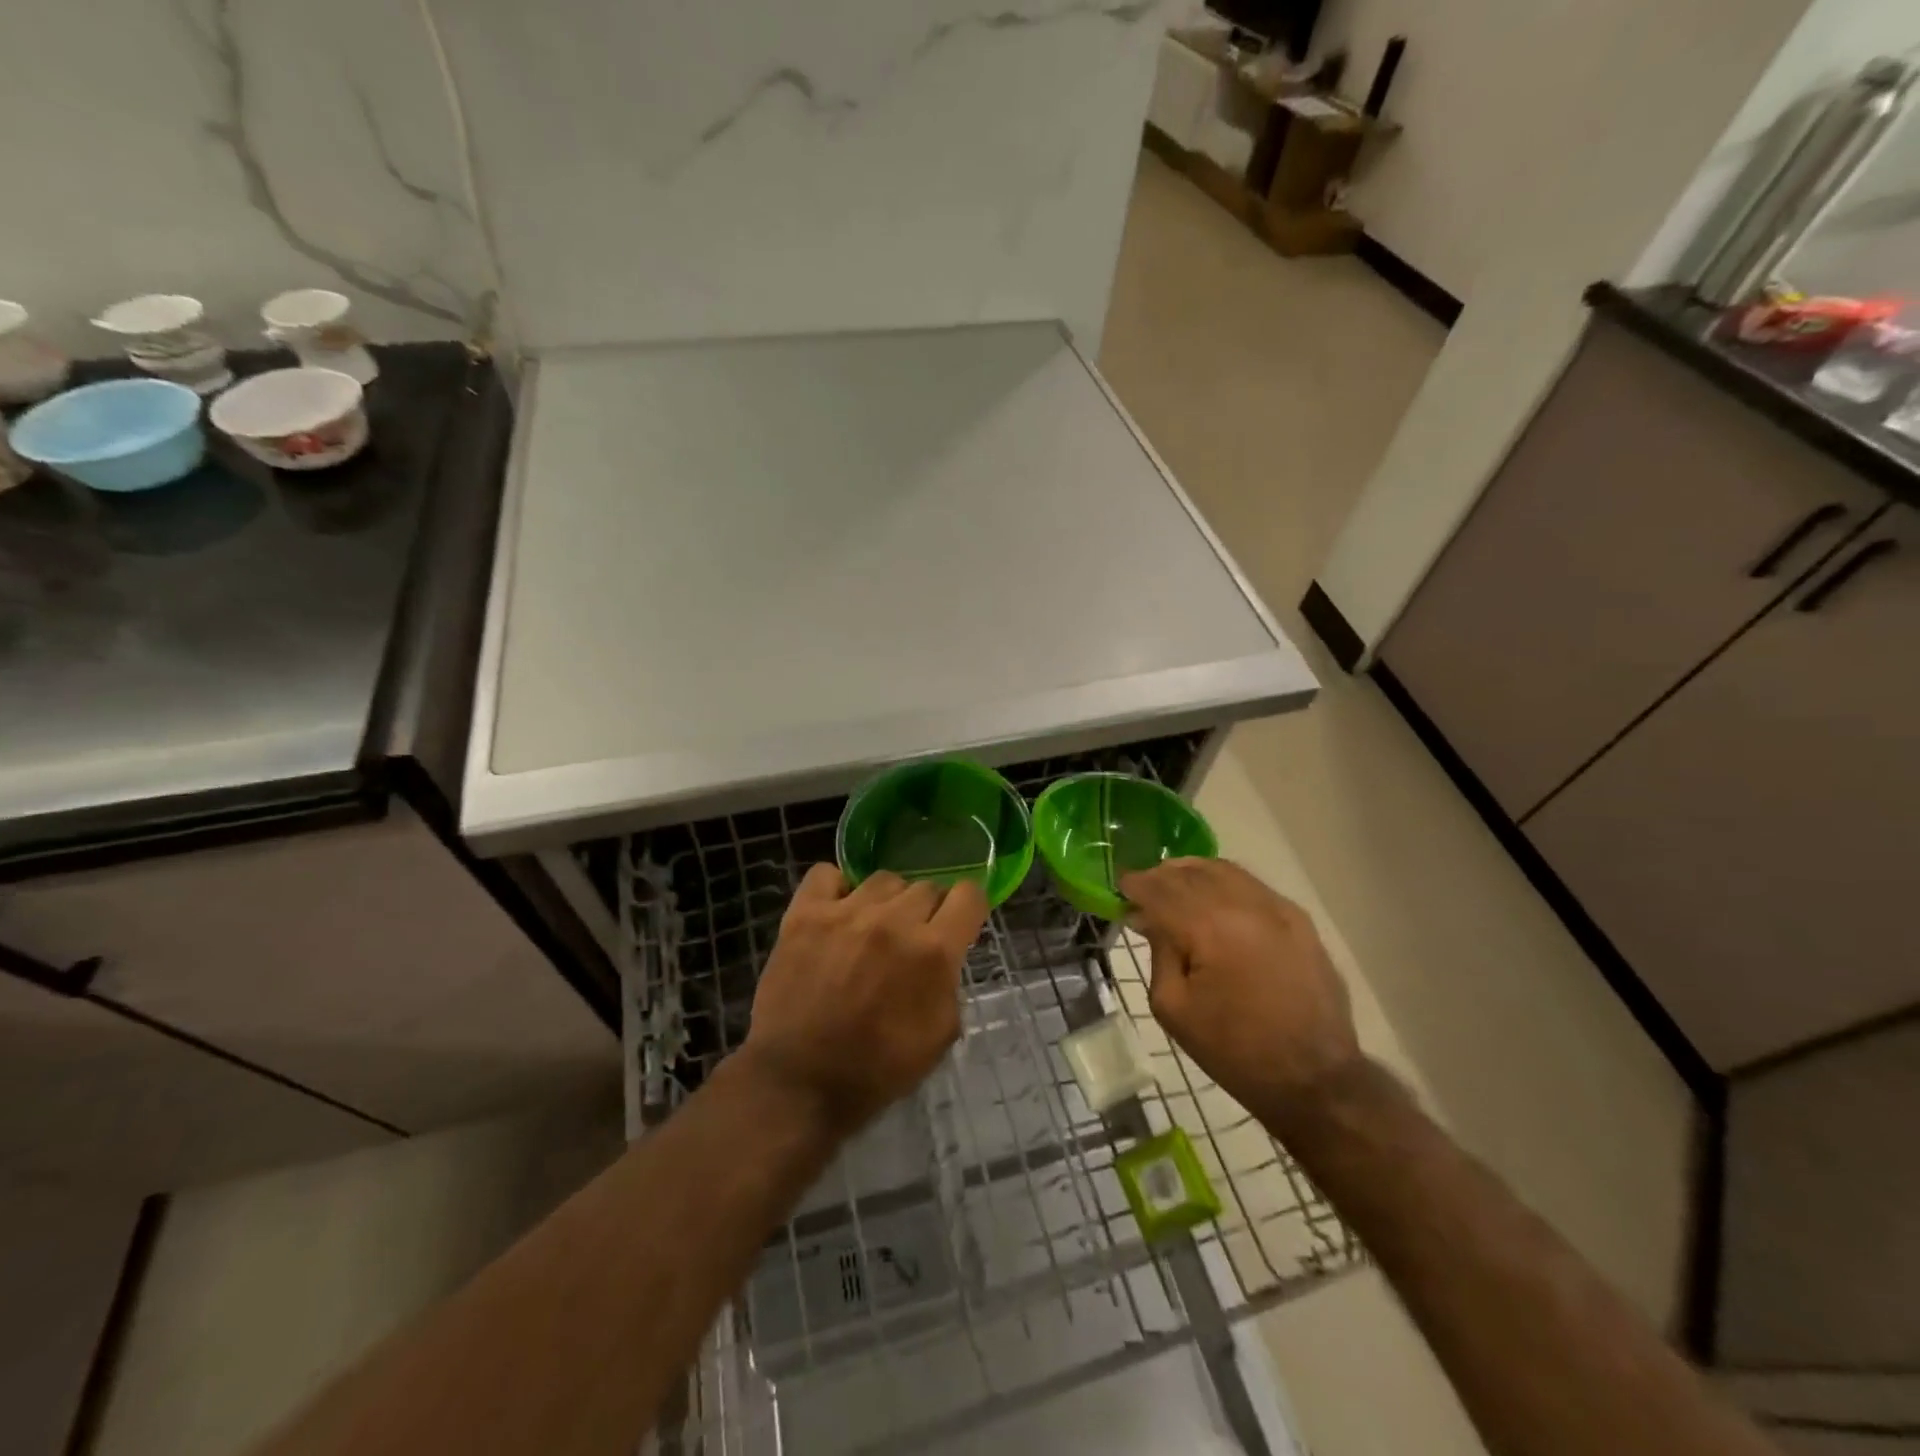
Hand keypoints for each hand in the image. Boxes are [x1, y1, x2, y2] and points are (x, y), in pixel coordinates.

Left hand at [740, 866, 988, 1134]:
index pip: (969, 895)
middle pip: (926, 887)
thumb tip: (943, 956)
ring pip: (883, 880)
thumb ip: (950, 983)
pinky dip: (836, 888)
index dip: (968, 908)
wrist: (798, 1083)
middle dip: (926, 912)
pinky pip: (826, 874)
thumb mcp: (940, 1036)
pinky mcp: (804, 914)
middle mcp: (893, 920)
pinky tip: (836, 912)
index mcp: (933, 951)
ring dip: (886, 902)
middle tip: (910, 941)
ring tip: (871, 929)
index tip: (959, 923)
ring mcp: (845, 912)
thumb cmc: (877, 1069)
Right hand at [1122, 859, 1361, 1128]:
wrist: (1314, 1079)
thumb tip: (1148, 917)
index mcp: (1208, 928)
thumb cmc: (1233, 1050)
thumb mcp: (1173, 1007)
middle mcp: (1244, 905)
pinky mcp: (1299, 919)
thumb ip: (1158, 951)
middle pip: (1190, 872)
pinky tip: (1213, 900)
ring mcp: (1277, 908)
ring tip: (1174, 887)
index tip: (1120, 886)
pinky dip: (1224, 883)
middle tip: (1142, 889)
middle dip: (1161, 876)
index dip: (1135, 884)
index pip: (1160, 889)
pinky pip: (1252, 885)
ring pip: (1224, 870)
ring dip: (1192, 873)